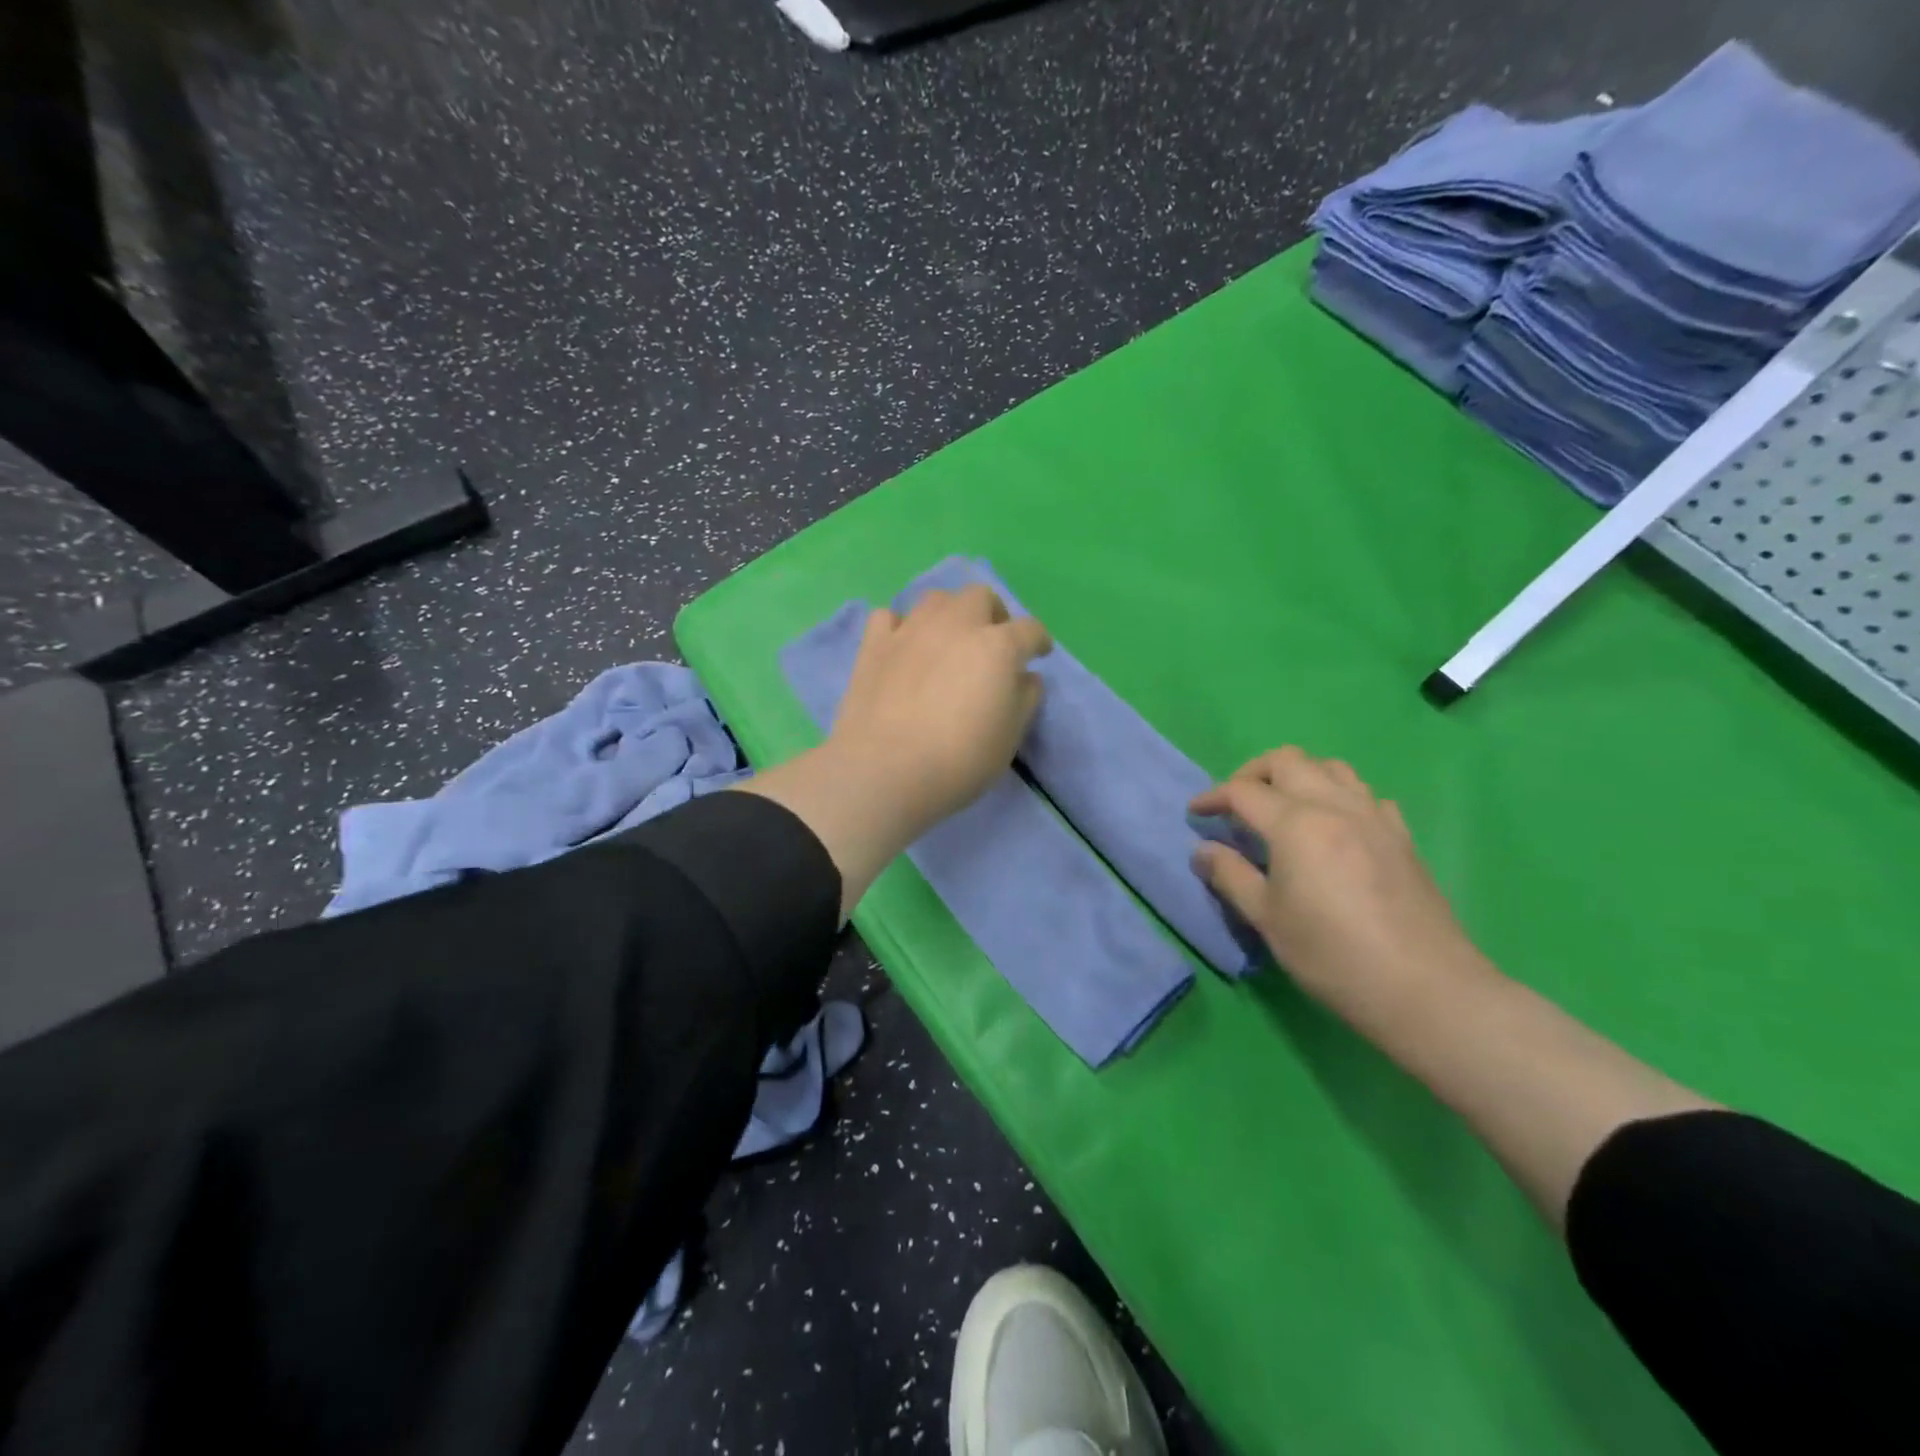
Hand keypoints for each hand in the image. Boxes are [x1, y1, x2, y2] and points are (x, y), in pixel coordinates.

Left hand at [829, 584, 1052, 831]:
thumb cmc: (960, 759)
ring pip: (935, 599)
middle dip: (992, 614)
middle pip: (980, 596)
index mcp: (997, 646)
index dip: (1038, 641)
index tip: (1038, 653)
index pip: (1029, 629)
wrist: (886, 769)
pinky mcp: (874, 644)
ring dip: (949, 613)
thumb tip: (1026, 677)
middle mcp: (955, 625)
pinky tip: (903, 647)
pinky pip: (888, 617)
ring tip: (948, 640)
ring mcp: (911, 630)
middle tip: (992, 642)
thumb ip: (1025, 699)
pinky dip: (900, 627)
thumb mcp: (1009, 737)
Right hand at [1190, 747, 1487, 1022]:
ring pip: (1331, 768)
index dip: (1213, 797)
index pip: (1243, 791)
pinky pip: (1365, 795)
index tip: (1196, 813)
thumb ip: (1230, 876)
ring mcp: (1374, 817)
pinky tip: (1335, 827)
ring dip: (1299, 776)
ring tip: (1283, 808)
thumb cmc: (1331, 954)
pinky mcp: (1401, 836)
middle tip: (1236, 805)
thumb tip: (1203, 851)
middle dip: (1253, 773)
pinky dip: (1339, 796)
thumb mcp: (1266, 919)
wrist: (1424, 987)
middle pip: (1287, 760)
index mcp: (1295, 823)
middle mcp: (1334, 806)